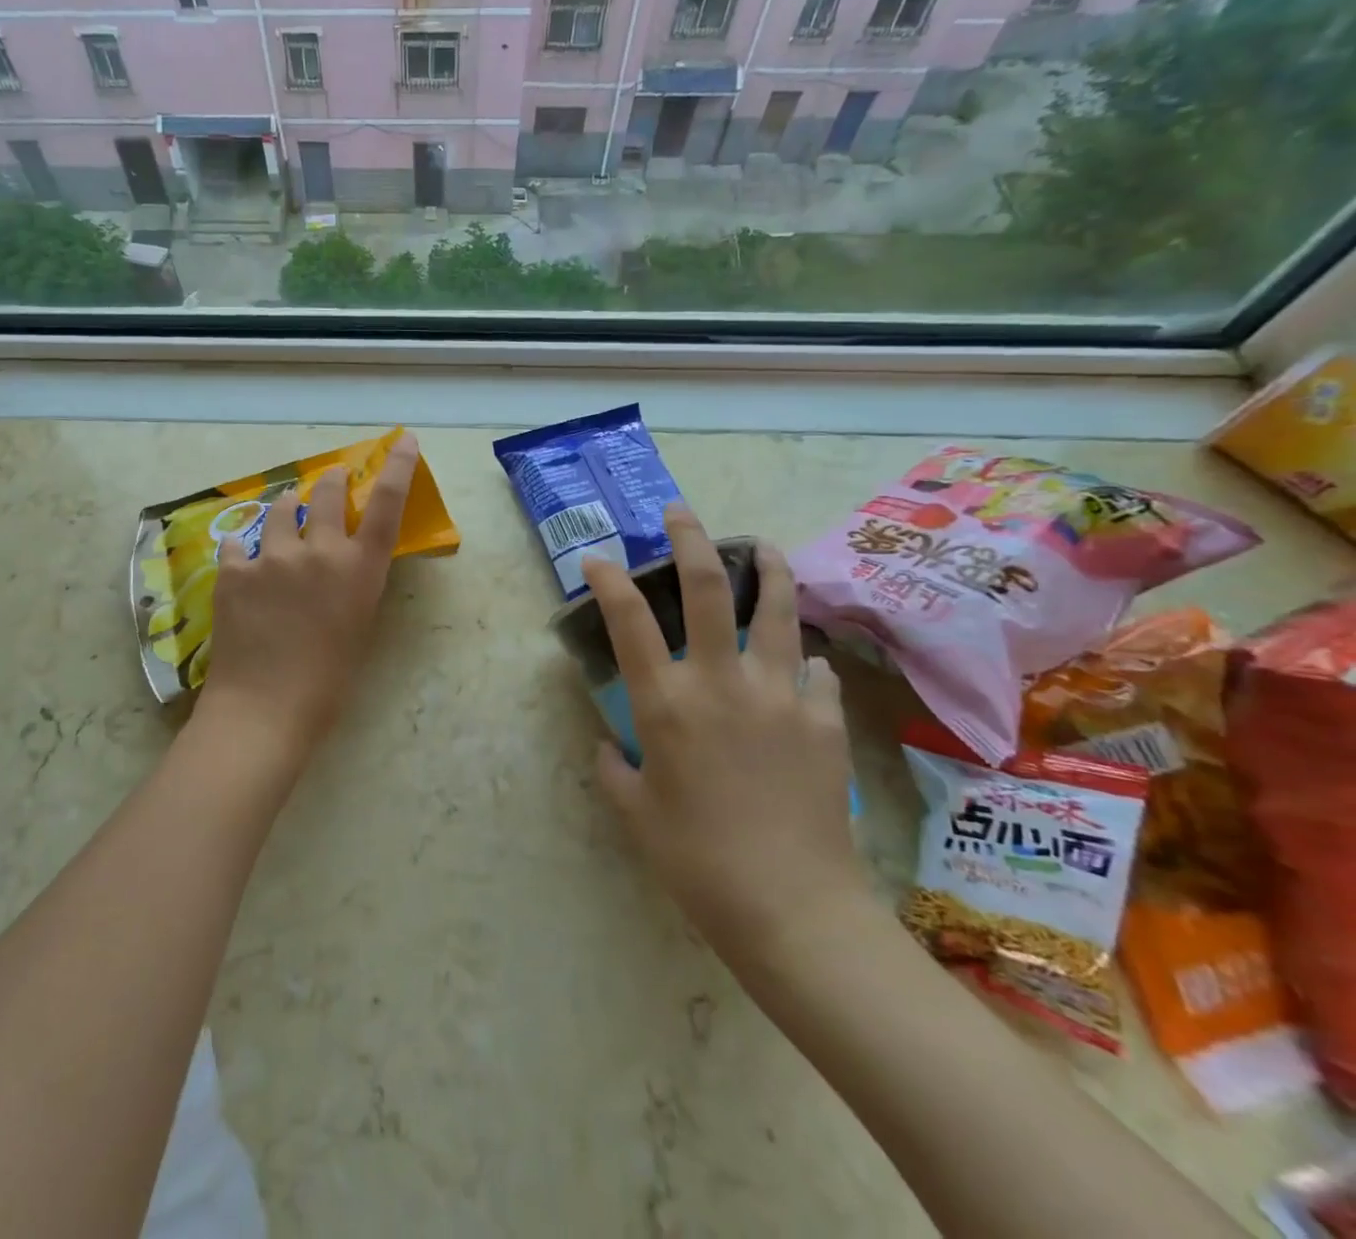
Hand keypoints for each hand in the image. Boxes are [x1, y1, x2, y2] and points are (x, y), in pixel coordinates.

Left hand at [196, 434, 420, 763]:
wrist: (265, 708)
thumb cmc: (327, 682)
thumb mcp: (357, 625)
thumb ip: (353, 583)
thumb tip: (340, 560)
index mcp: (359, 570)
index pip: (387, 505)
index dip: (398, 468)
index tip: (403, 440)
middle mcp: (319, 552)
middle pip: (328, 492)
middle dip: (331, 480)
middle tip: (330, 480)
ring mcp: (272, 557)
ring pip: (281, 509)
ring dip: (287, 510)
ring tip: (284, 519)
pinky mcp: (233, 570)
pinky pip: (239, 544)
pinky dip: (245, 550)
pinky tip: (243, 565)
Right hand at [584, 506, 859, 961]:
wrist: (791, 909)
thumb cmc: (696, 862)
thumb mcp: (634, 814)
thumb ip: (614, 768)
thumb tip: (610, 744)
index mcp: (665, 703)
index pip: (628, 620)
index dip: (609, 580)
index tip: (598, 559)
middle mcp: (720, 682)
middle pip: (706, 588)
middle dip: (690, 539)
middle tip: (681, 513)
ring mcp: (779, 695)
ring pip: (776, 610)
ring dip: (767, 570)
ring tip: (763, 547)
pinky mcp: (823, 720)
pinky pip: (815, 672)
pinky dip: (802, 661)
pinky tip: (800, 666)